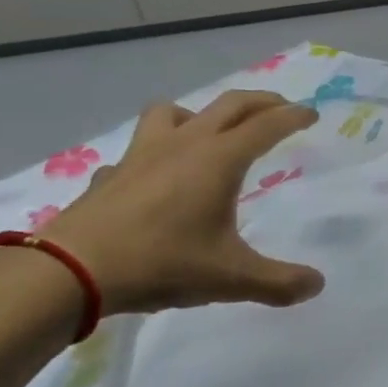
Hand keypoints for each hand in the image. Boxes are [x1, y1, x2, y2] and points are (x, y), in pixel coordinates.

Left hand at [39, 91, 325, 313]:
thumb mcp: (232, 278)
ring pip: (175, 112)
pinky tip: (155, 176)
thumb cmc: (162, 263)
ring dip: (200, 114)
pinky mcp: (111, 174)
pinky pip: (138, 150)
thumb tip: (316, 285)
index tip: (312, 115)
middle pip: (229, 105)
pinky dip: (155, 153)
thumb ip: (279, 282)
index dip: (294, 117)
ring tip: (210, 133)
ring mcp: (142, 155)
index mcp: (220, 159)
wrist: (71, 271)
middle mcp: (185, 144)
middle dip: (261, 102)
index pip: (267, 125)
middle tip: (280, 108)